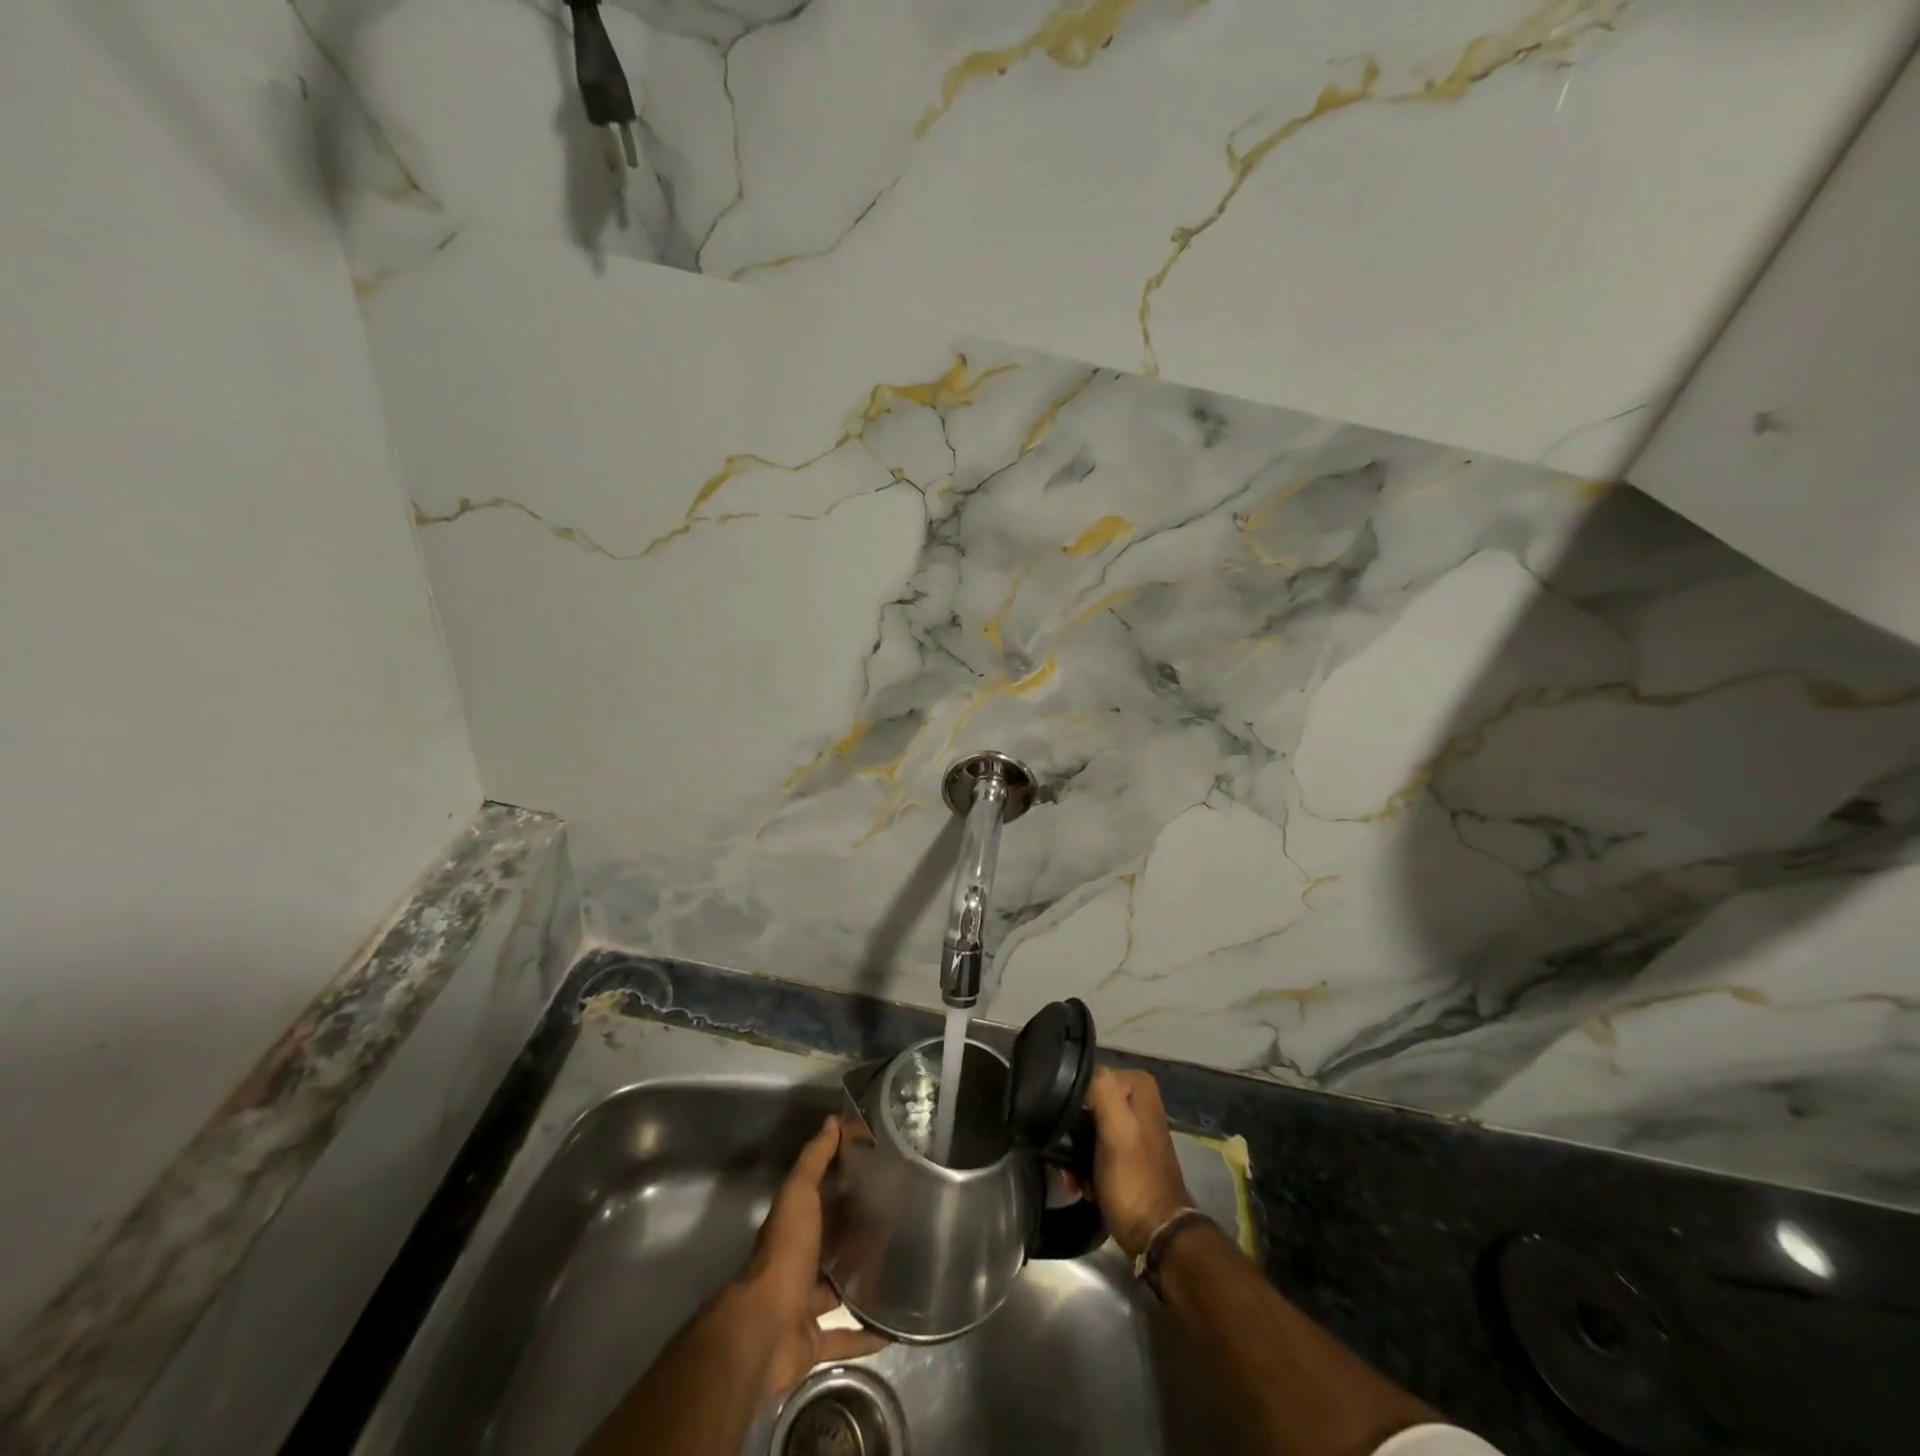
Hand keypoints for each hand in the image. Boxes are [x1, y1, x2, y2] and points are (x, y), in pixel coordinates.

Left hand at [727, 1116, 886, 1401]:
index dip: (845, 1186)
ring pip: (838, 1290)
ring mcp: (803, 1305)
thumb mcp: (798, 1195)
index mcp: (794, 1228)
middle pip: (831, 1246)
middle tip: (899, 1224)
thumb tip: (833, 1121)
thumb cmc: (784, 1254)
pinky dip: (867, 1335)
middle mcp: (798, 1264)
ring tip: (901, 1271)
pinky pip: (845, 1338)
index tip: (879, 1174)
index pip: (821, 1200)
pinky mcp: (813, 1342)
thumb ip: (814, 1160)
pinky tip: (895, 1329)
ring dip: (862, 1284)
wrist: (763, 1330)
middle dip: (857, 1236)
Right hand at [1085, 1067, 1194, 1259]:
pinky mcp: (1124, 1153)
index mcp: (1137, 1084)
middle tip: (1067, 1161)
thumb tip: (1077, 1070)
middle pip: (1085, 1103)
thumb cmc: (1134, 1179)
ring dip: (1074, 1154)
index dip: (1071, 1104)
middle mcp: (1135, 1100)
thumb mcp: (1116, 1128)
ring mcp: (1130, 1127)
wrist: (1156, 1236)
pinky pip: (1092, 1148)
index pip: (1087, 1077)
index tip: (1065, 1132)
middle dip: (1071, 1134)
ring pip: (1085, 1127)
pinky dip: (1083, 1166)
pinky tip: (1082, 1184)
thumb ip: (1100, 1089)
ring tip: (1073, 1177)